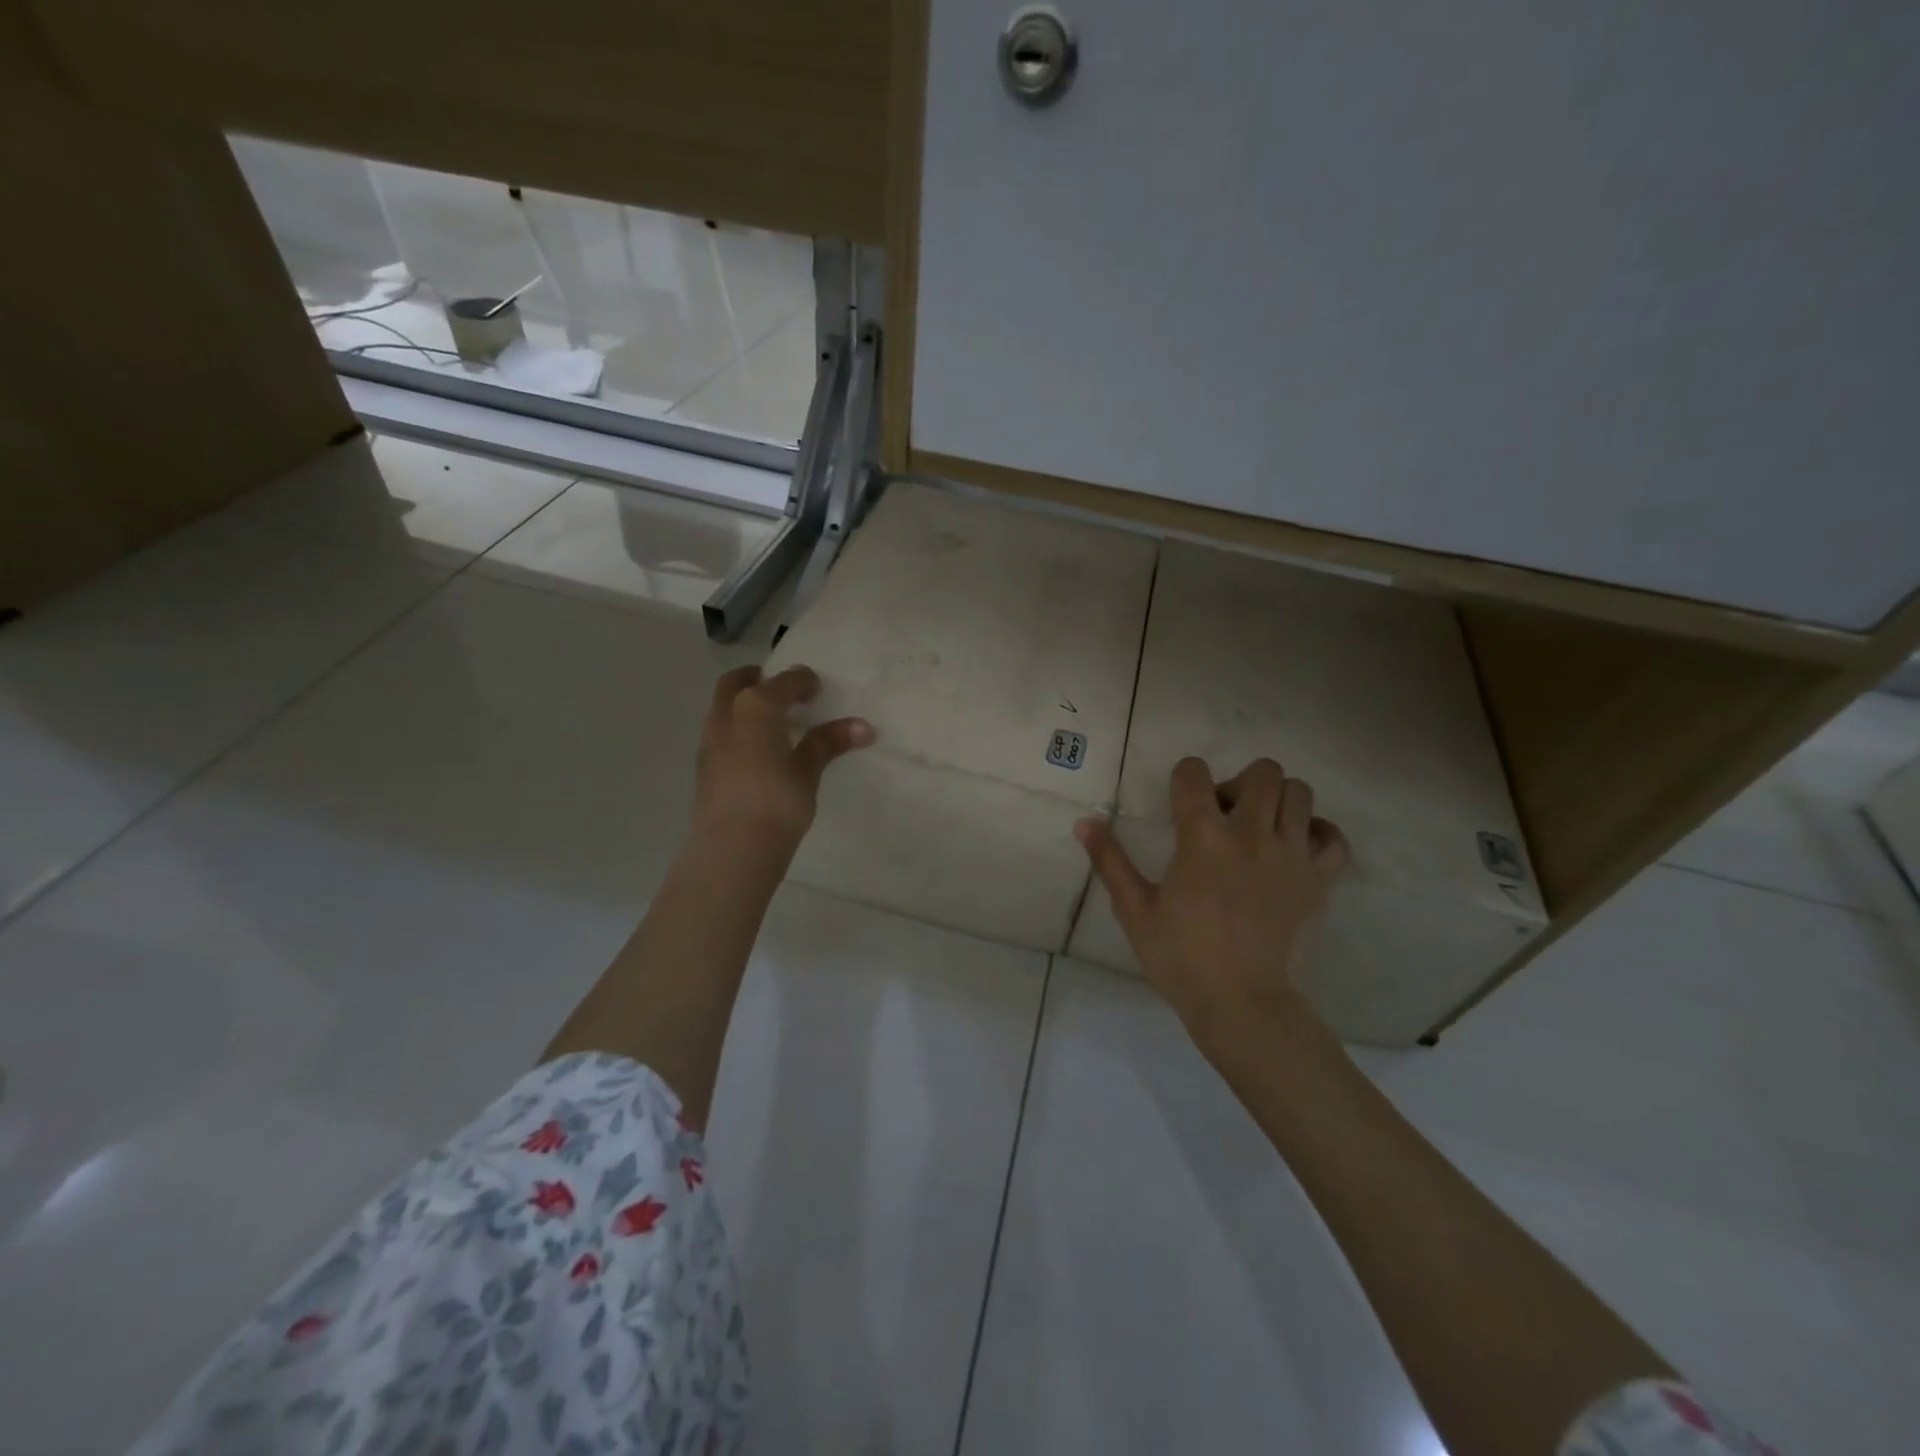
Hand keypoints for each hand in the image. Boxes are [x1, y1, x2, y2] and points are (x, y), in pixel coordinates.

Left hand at [692, 665, 873, 857]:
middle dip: (758, 680)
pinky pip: (721, 733)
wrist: (732, 850)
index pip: (781, 683)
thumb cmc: (777, 803)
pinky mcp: (704, 768)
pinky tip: (756, 749)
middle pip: (736, 684)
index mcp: (755, 708)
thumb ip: (828, 743)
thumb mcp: (808, 771)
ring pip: (724, 708)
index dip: (801, 680)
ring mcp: (710, 743)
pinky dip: (738, 728)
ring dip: (744, 704)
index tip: (816, 686)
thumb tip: (863, 727)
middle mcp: (726, 717)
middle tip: (781, 688)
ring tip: (771, 719)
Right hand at [1076, 757, 1348, 1043]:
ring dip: (1277, 801)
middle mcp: (1252, 833)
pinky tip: (1296, 849)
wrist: (1243, 1006)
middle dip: (1239, 783)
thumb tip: (1084, 821)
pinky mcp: (1321, 880)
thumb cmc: (1181, 957)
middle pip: (1262, 771)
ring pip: (1300, 793)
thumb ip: (1110, 860)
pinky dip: (1318, 833)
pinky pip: (1333, 837)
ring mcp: (1293, 855)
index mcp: (1203, 836)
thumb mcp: (1134, 909)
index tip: (1180, 802)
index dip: (1184, 778)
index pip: (1194, 772)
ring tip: (1260, 830)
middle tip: (1225, 816)